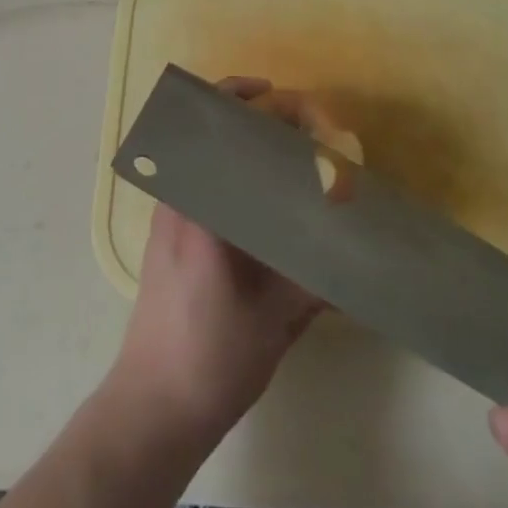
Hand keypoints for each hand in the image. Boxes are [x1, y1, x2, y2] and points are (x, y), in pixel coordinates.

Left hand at [106, 77, 323, 442]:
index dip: (248, 101)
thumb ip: (314, 281)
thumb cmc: (211, 359)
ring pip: (204, 151)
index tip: (285, 100)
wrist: (152, 407)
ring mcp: (169, 213)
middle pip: (207, 128)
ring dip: (242, 139)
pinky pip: (202, 177)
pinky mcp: (170, 232)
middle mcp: (178, 198)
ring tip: (289, 150)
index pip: (216, 128)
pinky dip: (232, 168)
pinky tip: (266, 193)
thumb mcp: (275, 320)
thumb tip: (355, 255)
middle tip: (298, 124)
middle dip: (251, 112)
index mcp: (199, 207)